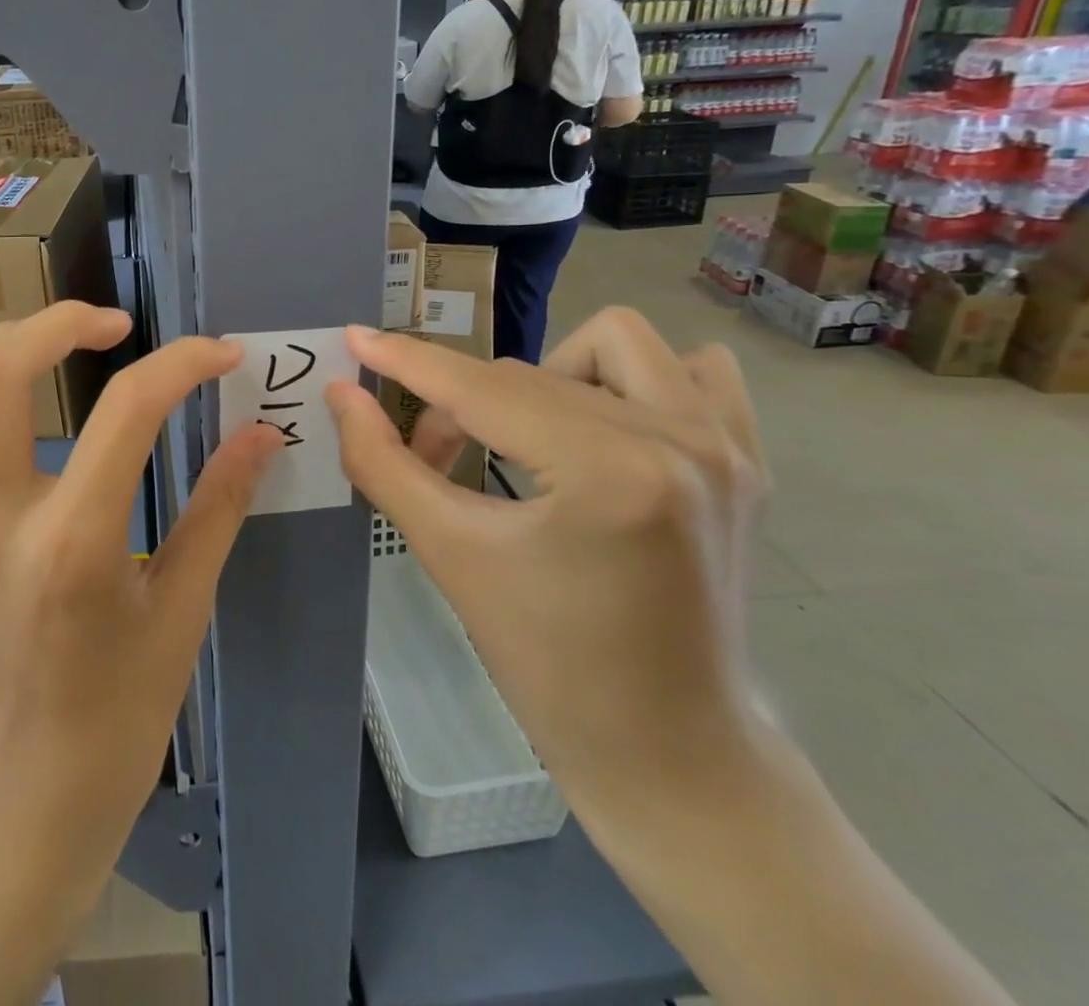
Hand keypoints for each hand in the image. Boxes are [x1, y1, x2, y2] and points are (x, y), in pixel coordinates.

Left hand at [0, 301, 282, 889]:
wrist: (17, 805)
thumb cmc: (116, 717)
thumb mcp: (183, 612)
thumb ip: (221, 507)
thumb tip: (263, 434)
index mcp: (72, 546)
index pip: (129, 408)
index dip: (184, 363)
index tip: (219, 353)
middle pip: (0, 368)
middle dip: (63, 321)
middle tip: (115, 326)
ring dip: (3, 347)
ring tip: (54, 347)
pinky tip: (2, 411)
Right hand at [325, 306, 771, 812]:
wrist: (667, 749)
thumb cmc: (547, 662)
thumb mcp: (449, 555)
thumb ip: (383, 463)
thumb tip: (341, 394)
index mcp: (608, 471)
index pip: (481, 389)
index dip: (408, 361)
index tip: (356, 339)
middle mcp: (679, 439)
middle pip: (528, 375)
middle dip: (461, 409)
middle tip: (432, 460)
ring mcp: (725, 446)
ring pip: (612, 342)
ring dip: (549, 373)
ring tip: (526, 433)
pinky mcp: (747, 461)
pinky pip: (692, 368)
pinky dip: (635, 378)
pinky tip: (605, 421)